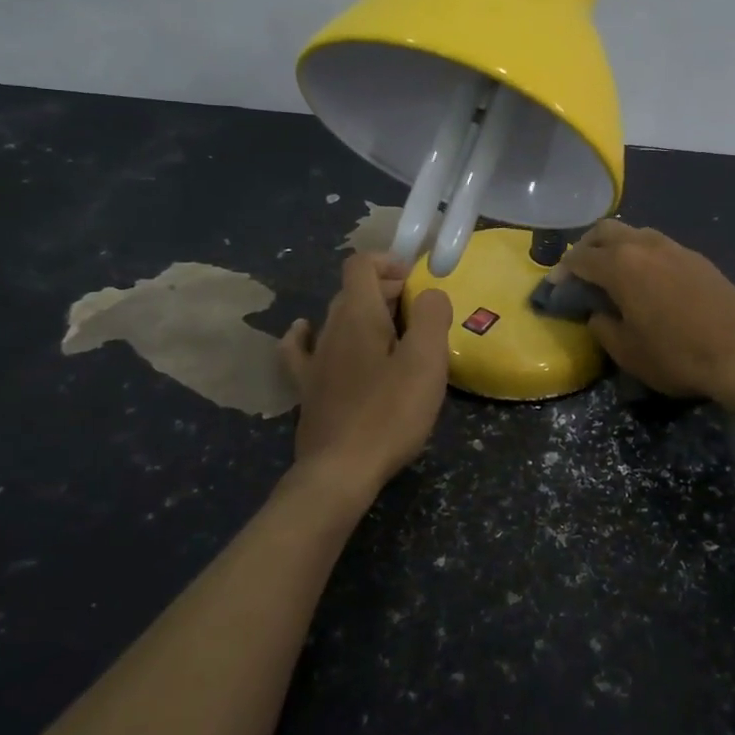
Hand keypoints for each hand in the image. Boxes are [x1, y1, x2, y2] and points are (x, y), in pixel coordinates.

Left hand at [278, 254, 453, 509]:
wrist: (340, 472)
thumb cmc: (390, 414)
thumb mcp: (426, 361)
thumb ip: (432, 316)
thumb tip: (430, 293)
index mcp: (359, 315)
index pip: (362, 265)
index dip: (389, 262)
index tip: (416, 283)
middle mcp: (330, 329)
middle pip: (354, 291)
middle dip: (386, 291)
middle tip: (419, 316)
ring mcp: (314, 360)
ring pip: (336, 318)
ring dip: (364, 315)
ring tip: (392, 335)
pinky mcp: (307, 389)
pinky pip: (302, 347)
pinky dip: (310, 333)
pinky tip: (308, 333)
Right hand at [559, 221, 734, 402]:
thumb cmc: (679, 354)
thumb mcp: (628, 352)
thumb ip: (604, 328)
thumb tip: (599, 314)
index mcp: (620, 265)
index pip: (579, 259)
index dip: (561, 273)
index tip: (554, 288)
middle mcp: (644, 246)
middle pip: (605, 231)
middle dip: (586, 247)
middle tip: (579, 273)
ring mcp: (674, 247)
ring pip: (634, 233)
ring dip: (615, 247)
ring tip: (612, 274)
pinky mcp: (696, 258)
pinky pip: (656, 245)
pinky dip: (640, 254)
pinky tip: (645, 279)